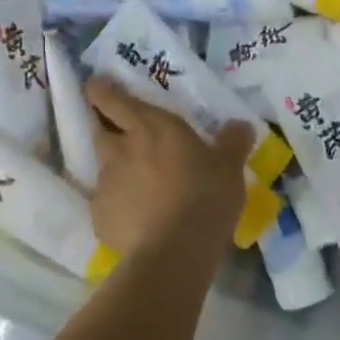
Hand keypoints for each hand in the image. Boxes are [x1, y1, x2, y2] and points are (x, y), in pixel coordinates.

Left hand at [85, 78, 253, 265]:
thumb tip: (241, 125)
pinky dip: (116, 206)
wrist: (174, 252)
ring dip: (116, 170)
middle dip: (106, 130)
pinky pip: (105, 205)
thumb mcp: (229, 167)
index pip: (110, 97)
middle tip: (124, 137)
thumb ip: (233, 142)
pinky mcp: (99, 217)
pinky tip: (135, 219)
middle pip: (99, 130)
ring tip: (137, 186)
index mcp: (148, 126)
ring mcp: (105, 184)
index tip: (99, 88)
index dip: (100, 90)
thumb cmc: (204, 196)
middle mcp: (119, 148)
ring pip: (103, 168)